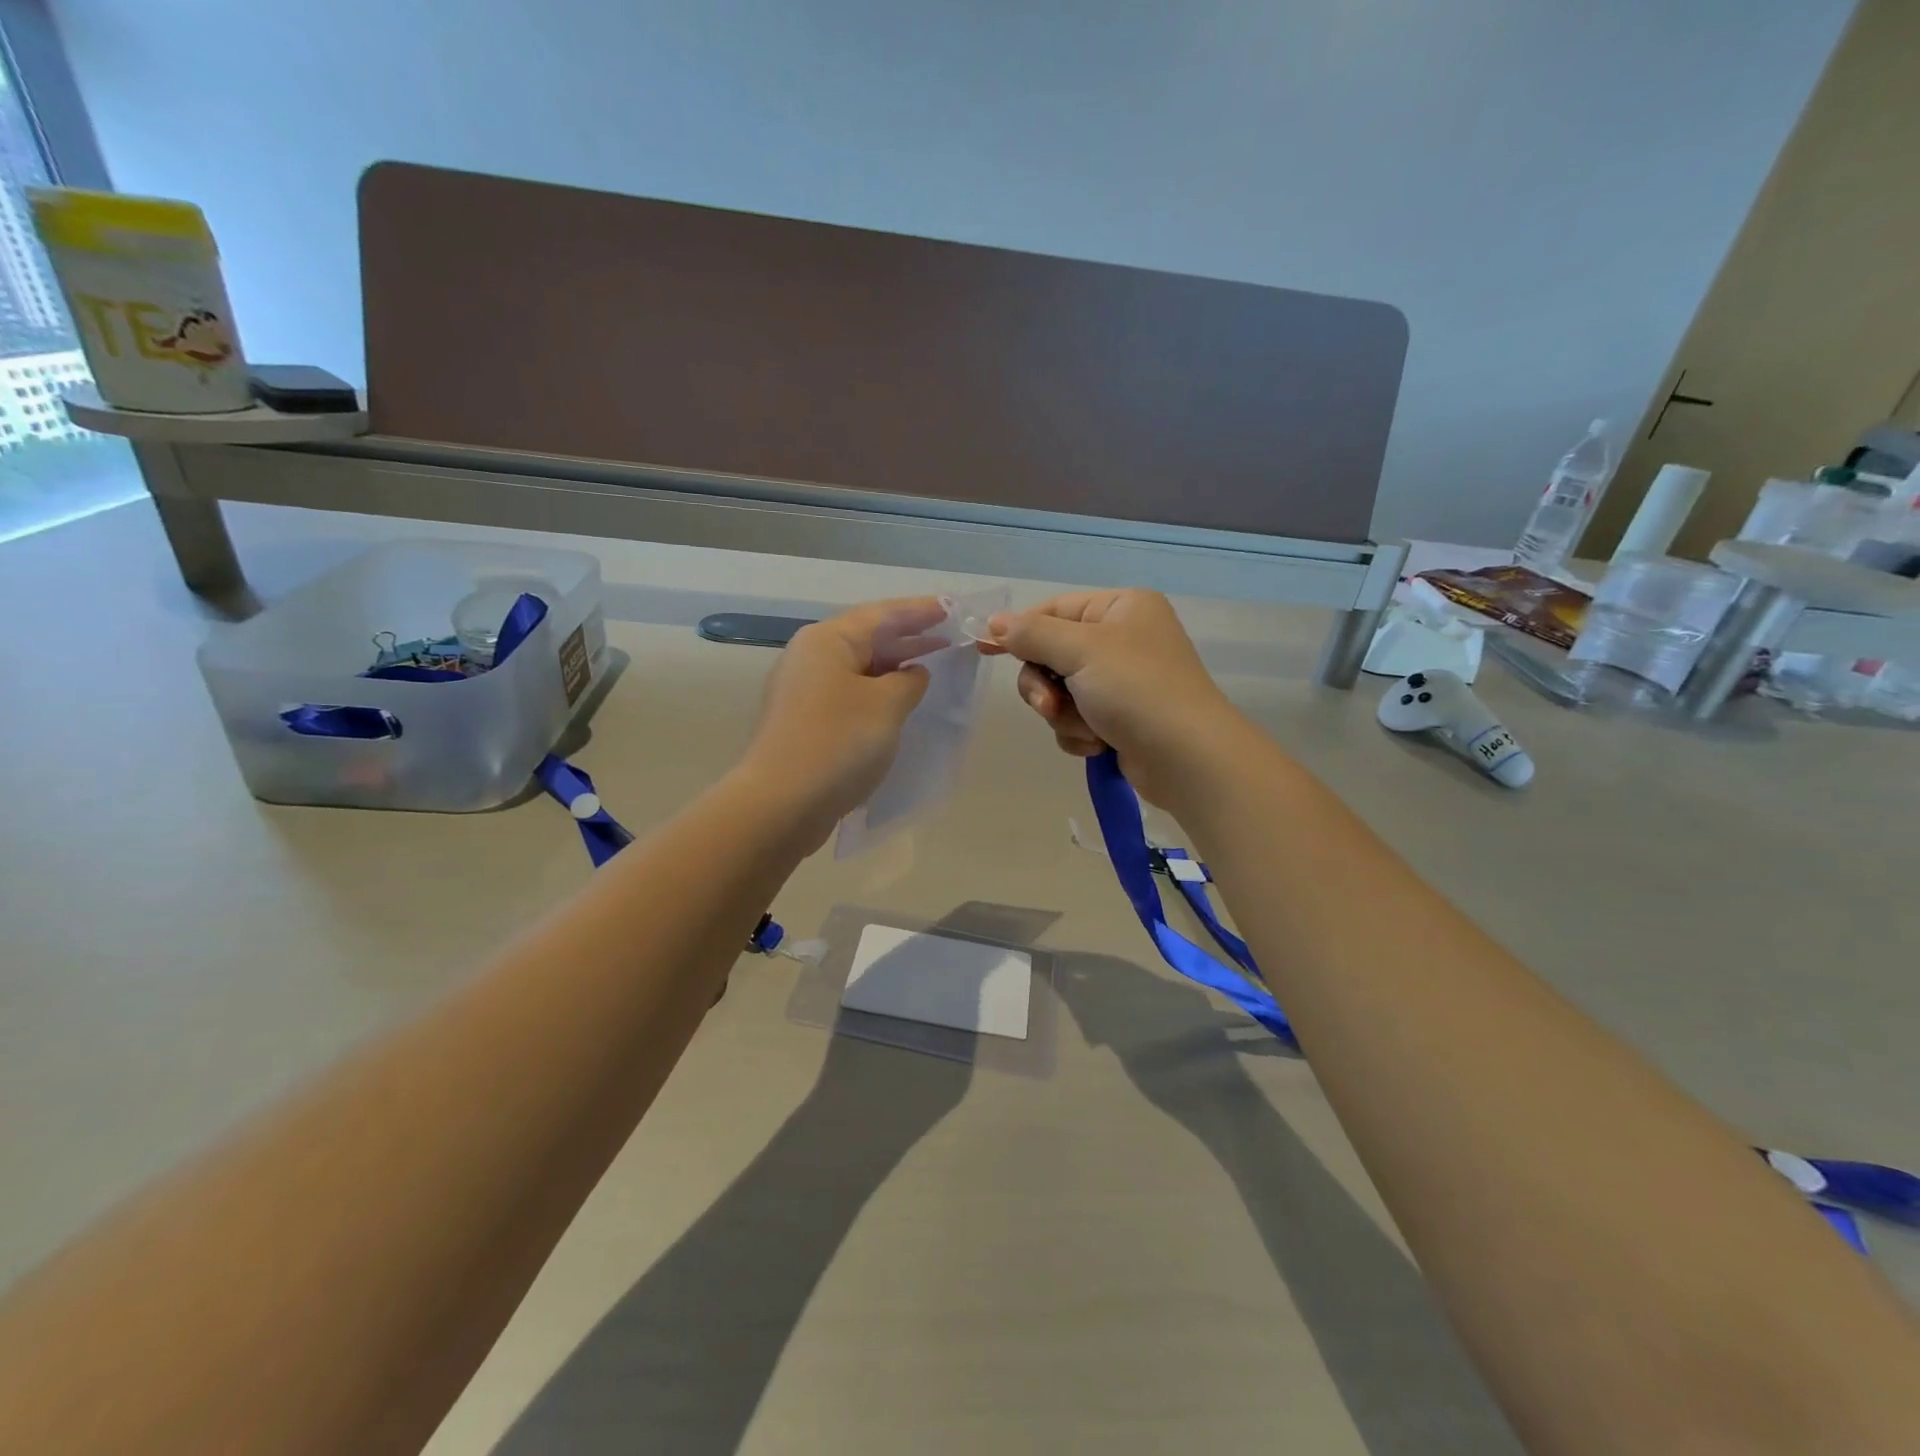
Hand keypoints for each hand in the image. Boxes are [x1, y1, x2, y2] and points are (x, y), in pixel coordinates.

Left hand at [741, 598, 946, 841]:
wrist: (781, 805)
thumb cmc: (838, 743)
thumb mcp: (887, 705)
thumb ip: (909, 681)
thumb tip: (912, 673)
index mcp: (828, 640)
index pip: (883, 614)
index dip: (922, 611)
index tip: (954, 608)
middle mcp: (811, 657)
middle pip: (868, 638)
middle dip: (910, 638)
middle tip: (951, 638)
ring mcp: (804, 691)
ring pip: (860, 669)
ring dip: (895, 668)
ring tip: (933, 668)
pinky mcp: (805, 722)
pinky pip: (851, 695)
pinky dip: (879, 694)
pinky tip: (901, 705)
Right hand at [979, 590, 1238, 800]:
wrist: (1186, 759)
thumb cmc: (1137, 690)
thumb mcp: (1080, 651)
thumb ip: (1032, 634)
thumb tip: (994, 622)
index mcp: (1120, 609)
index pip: (1054, 610)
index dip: (1019, 630)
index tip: (984, 647)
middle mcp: (1122, 639)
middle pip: (1052, 656)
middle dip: (1047, 686)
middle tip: (1051, 704)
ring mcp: (1122, 682)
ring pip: (1060, 693)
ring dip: (1065, 715)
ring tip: (1089, 730)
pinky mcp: (1119, 719)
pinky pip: (1076, 719)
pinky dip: (1080, 734)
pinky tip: (1100, 745)